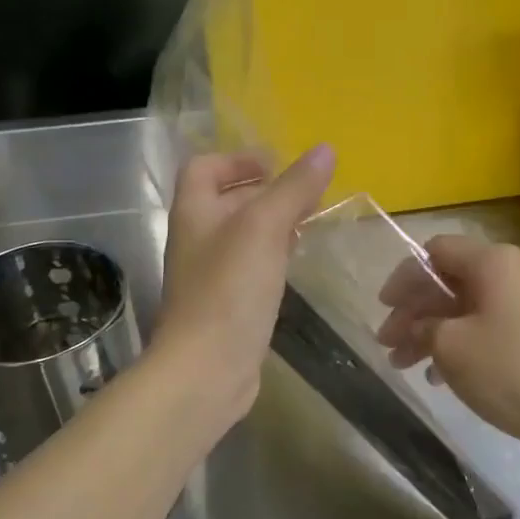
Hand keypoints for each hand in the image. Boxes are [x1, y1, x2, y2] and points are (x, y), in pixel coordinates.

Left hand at [154, 145, 335, 420]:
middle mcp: (197, 240)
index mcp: (194, 212)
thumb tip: (325, 150)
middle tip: (306, 193)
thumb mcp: (264, 228)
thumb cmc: (230, 290)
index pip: (204, 168)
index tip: (276, 165)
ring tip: (309, 222)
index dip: (237, 159)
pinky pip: (250, 267)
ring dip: (272, 223)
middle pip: (226, 200)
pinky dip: (273, 256)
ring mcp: (211, 275)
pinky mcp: (227, 305)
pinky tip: (295, 263)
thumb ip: (293, 188)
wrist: (207, 369)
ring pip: (242, 236)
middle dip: (264, 191)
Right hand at [376, 236, 519, 451]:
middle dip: (413, 311)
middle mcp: (512, 273)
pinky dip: (457, 344)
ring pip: (464, 308)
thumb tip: (416, 325)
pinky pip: (484, 327)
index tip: (383, 307)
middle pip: (449, 281)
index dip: (405, 277)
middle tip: (387, 343)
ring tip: (401, 364)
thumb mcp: (450, 346)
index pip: (436, 251)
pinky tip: (437, 376)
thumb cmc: (508, 371)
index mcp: (493, 262)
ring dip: (430, 332)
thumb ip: (422, 325)